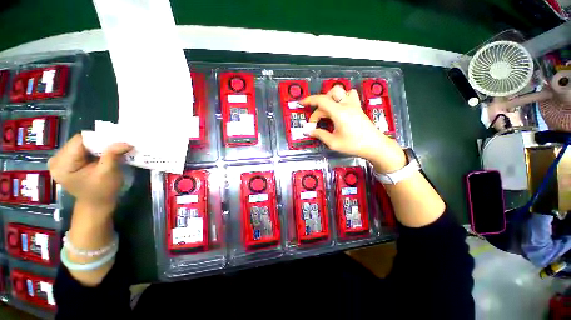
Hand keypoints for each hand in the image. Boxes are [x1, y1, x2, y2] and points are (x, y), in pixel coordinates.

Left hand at [48, 134, 131, 210]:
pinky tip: (99, 157)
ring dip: (97, 147)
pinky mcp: (65, 161)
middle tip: (115, 148)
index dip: (99, 140)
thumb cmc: (102, 191)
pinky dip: (92, 150)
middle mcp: (56, 160)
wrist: (96, 204)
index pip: (80, 140)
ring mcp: (59, 160)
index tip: (116, 144)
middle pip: (79, 141)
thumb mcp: (109, 173)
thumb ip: (112, 155)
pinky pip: (79, 148)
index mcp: (62, 165)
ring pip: (81, 143)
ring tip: (108, 153)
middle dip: (98, 144)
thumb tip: (125, 142)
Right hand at [300, 86, 406, 172]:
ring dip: (330, 98)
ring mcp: (354, 105)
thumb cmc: (354, 145)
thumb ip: (319, 134)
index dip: (309, 100)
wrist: (374, 145)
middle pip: (328, 95)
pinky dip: (341, 98)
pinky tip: (339, 108)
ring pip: (340, 91)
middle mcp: (346, 105)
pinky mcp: (358, 107)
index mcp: (339, 113)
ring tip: (326, 111)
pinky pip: (349, 95)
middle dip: (318, 106)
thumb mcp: (333, 142)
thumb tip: (308, 131)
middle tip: (317, 121)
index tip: (301, 103)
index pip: (321, 100)